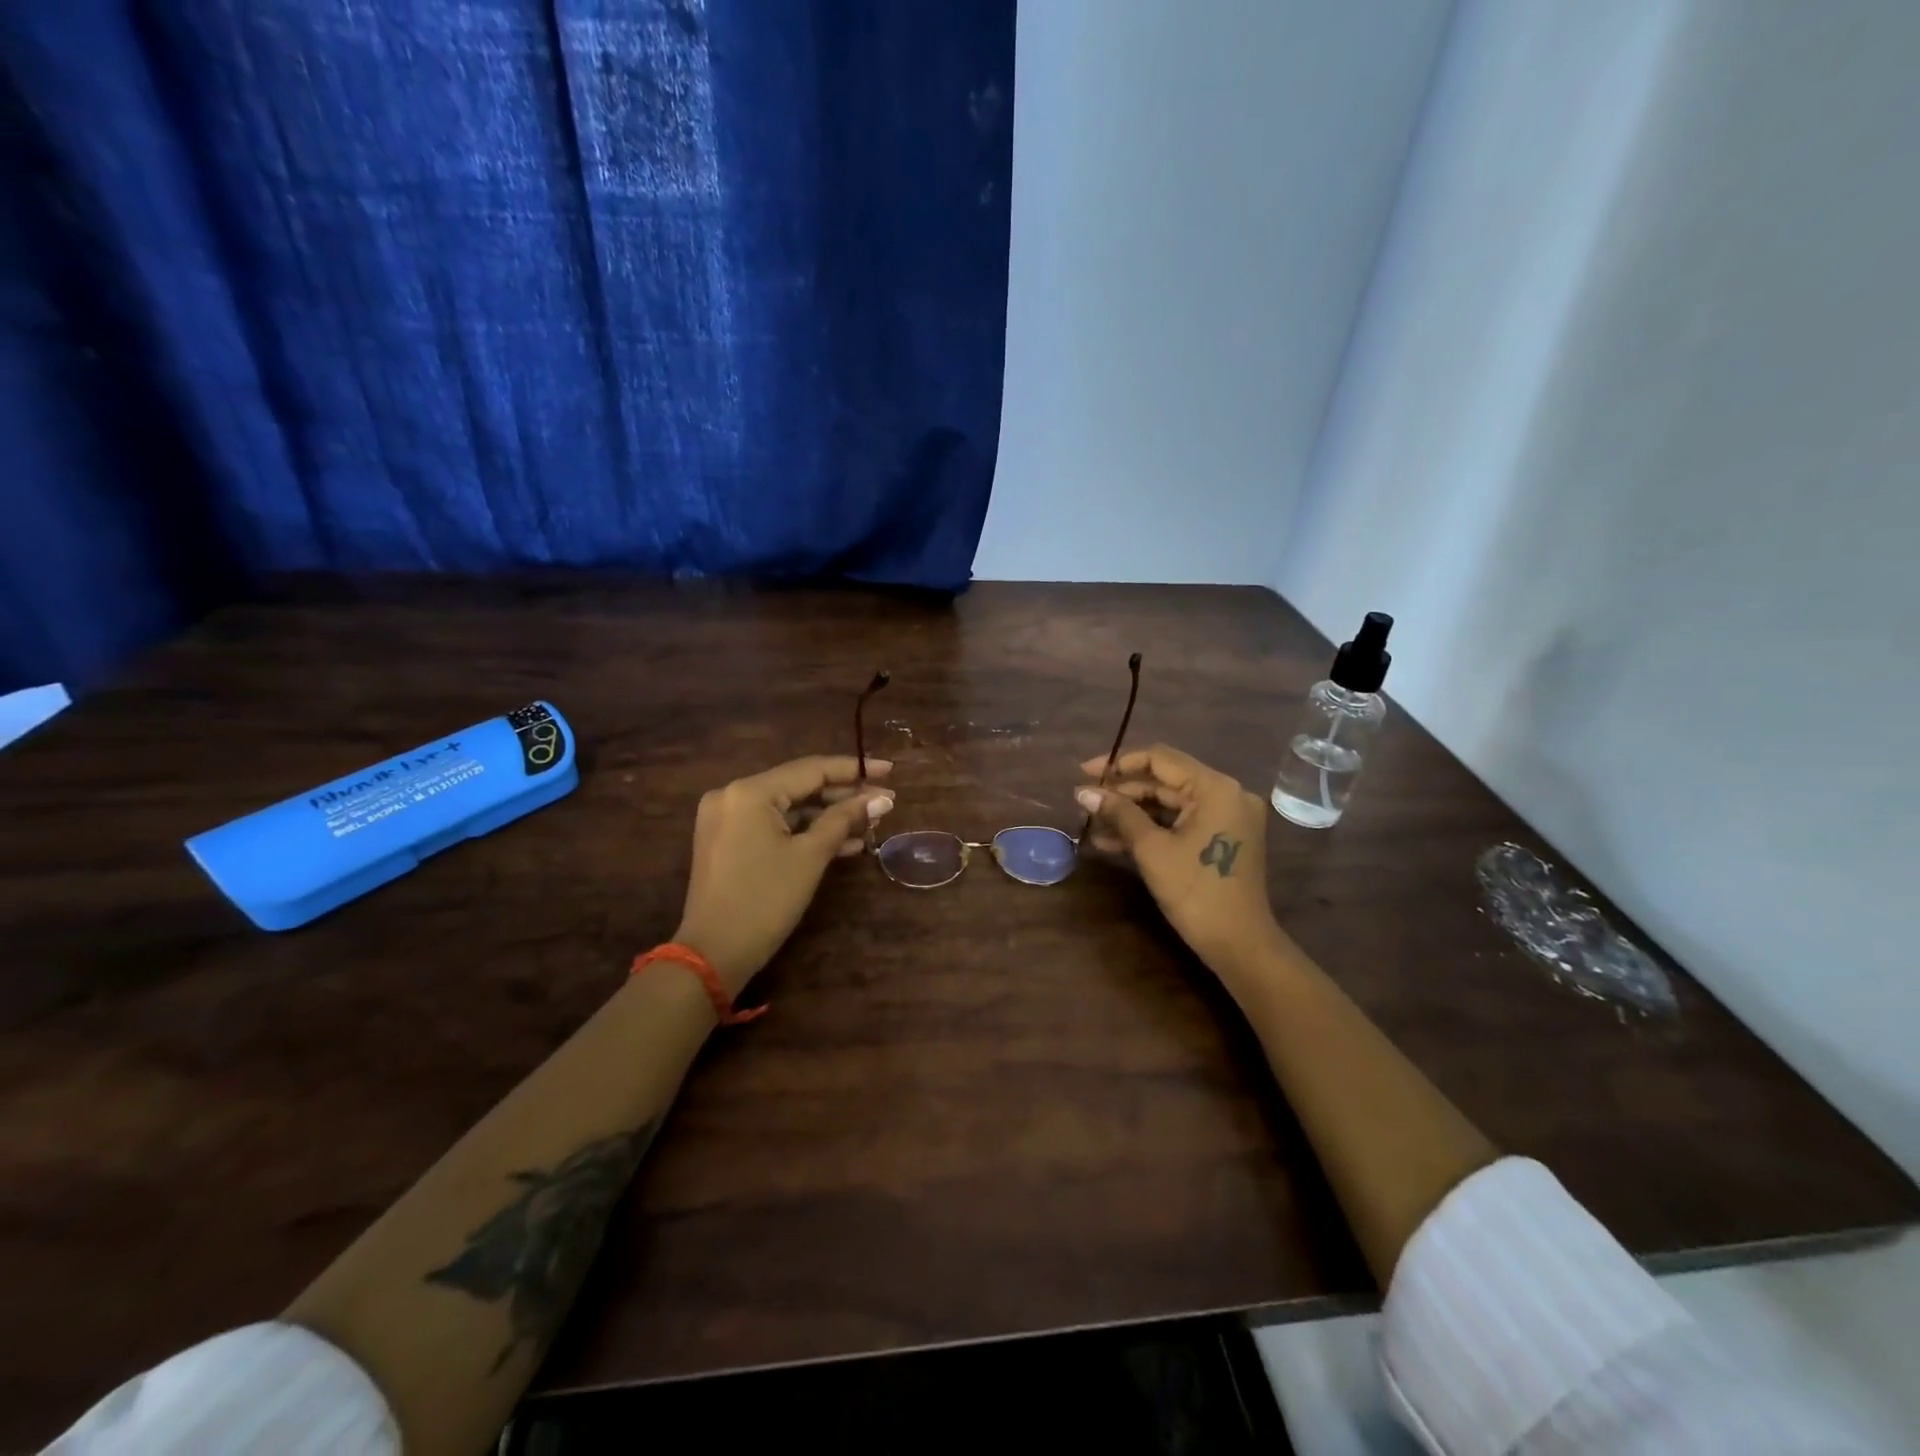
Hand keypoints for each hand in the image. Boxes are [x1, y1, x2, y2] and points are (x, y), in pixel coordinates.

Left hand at [675, 756, 894, 996]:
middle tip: (883, 802)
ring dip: (827, 816)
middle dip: (843, 795)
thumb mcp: (810, 857)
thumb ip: (844, 820)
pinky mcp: (728, 841)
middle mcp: (733, 795)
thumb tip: (880, 800)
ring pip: (788, 808)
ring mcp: (727, 819)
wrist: (713, 954)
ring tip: (870, 823)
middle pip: (799, 786)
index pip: (811, 769)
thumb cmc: (765, 900)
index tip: (888, 770)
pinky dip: (804, 832)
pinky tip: (844, 843)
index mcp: (749, 792)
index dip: (853, 770)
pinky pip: (774, 826)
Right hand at [1076, 744, 1283, 976]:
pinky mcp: (1223, 837)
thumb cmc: (1195, 892)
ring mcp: (1227, 816)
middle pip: (1165, 781)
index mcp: (1215, 788)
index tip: (1085, 773)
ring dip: (1133, 813)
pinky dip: (1152, 828)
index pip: (1160, 759)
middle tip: (1086, 802)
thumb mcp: (1151, 849)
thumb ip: (1119, 813)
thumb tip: (1084, 793)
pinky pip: (1181, 822)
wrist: (1239, 944)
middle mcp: (1226, 793)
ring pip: (1170, 803)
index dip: (1119, 763)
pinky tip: (1115, 842)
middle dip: (1123, 792)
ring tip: (1094, 824)